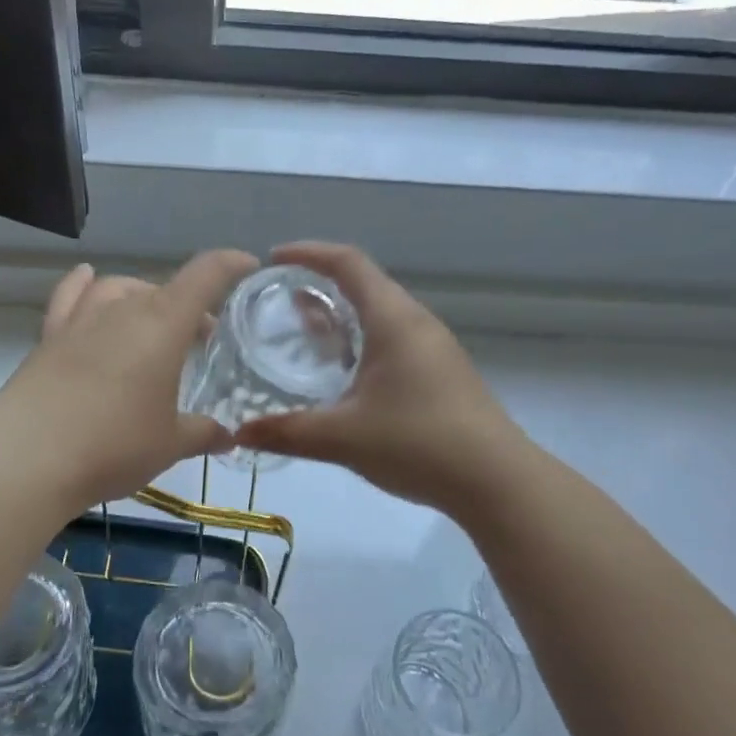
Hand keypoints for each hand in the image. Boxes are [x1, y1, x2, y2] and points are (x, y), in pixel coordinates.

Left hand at [0, 250, 259, 509]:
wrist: (27, 458)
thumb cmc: (114, 445)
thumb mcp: (169, 444)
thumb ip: (202, 434)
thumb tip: (227, 437)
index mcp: (163, 324)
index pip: (205, 276)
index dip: (231, 265)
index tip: (249, 267)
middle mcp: (123, 309)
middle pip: (164, 290)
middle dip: (191, 308)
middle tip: (202, 342)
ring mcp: (81, 320)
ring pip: (119, 289)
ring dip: (143, 298)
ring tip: (151, 323)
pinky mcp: (49, 337)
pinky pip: (70, 297)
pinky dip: (84, 286)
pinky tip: (88, 281)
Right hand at [234, 242, 524, 514]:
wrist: (497, 481)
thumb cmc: (419, 444)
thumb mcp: (343, 438)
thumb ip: (287, 432)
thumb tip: (238, 433)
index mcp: (393, 320)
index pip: (348, 263)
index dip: (309, 253)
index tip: (273, 258)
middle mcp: (415, 323)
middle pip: (365, 284)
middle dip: (320, 284)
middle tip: (280, 300)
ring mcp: (433, 348)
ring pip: (380, 314)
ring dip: (341, 315)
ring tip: (304, 332)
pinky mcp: (441, 373)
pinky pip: (393, 339)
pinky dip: (360, 340)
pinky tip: (343, 373)